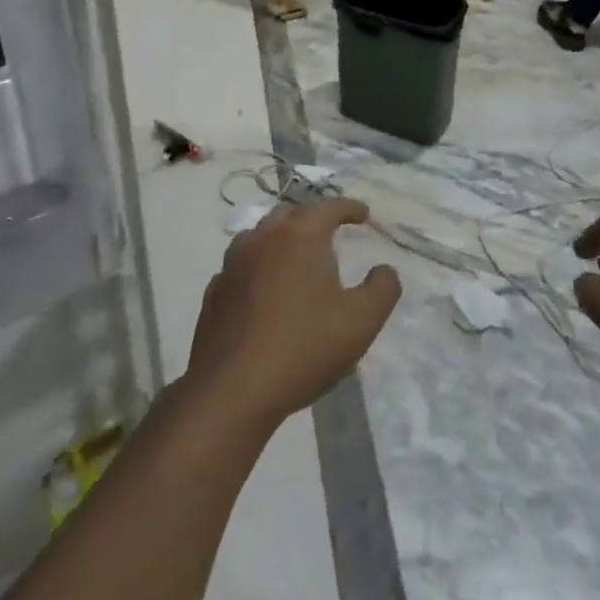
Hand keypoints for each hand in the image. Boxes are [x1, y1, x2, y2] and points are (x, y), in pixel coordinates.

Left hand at [187, 199, 400, 428]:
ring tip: (295, 257)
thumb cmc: (303, 348)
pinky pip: (240, 266)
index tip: (363, 214)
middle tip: (330, 233)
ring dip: (280, 238)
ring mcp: (233, 264)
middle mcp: (263, 239)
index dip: (349, 208)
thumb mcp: (361, 322)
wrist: (232, 392)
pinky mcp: (214, 293)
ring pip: (260, 235)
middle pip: (290, 214)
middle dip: (312, 218)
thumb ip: (382, 289)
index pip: (328, 208)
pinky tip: (263, 288)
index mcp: (299, 237)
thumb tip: (385, 270)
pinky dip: (257, 266)